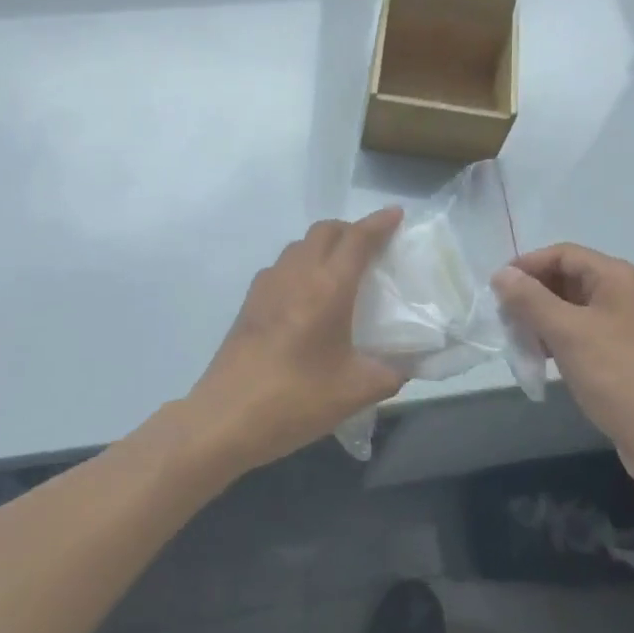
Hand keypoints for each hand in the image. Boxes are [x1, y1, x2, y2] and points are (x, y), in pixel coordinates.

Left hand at [187, 209, 406, 475]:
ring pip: (300, 245)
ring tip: (341, 270)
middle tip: (372, 246)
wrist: (225, 418)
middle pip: (325, 231)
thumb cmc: (295, 400)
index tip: (396, 214)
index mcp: (328, 288)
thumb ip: (391, 373)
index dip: (379, 223)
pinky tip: (307, 296)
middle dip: (351, 229)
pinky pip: (282, 266)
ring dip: (324, 245)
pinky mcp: (250, 301)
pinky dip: (302, 264)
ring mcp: (268, 285)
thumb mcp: (355, 392)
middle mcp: (297, 274)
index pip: (357, 239)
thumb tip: (408, 364)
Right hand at [491, 244, 633, 496]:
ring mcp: (630, 325)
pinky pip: (586, 333)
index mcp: (618, 277)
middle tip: (504, 318)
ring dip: (543, 319)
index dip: (526, 266)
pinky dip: (561, 339)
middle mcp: (627, 293)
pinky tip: (543, 359)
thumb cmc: (617, 377)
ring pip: (575, 308)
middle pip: (569, 278)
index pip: (563, 254)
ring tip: (518, 340)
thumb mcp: (566, 333)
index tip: (496, 289)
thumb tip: (501, 275)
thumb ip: (529, 299)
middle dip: (533, 295)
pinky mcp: (628, 354)